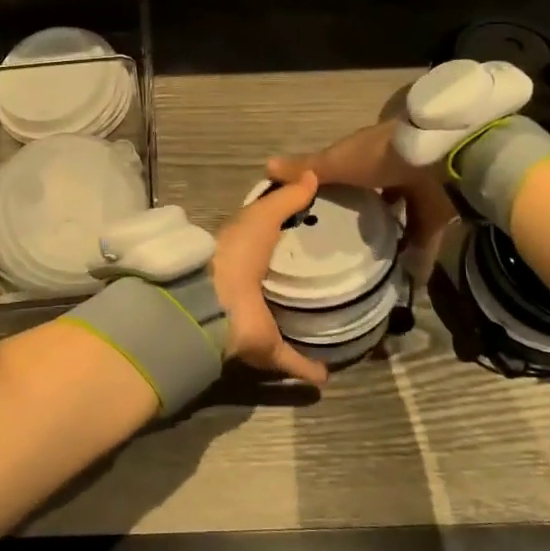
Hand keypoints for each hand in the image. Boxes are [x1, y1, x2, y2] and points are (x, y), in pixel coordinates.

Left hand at [211, 171, 328, 386]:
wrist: (214, 300)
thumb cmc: (236, 252)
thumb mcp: (261, 215)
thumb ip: (286, 198)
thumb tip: (313, 174)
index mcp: (246, 257)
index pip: (270, 247)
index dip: (289, 241)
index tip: (319, 237)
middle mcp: (251, 290)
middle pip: (277, 287)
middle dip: (297, 286)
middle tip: (334, 281)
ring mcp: (258, 321)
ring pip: (284, 325)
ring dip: (302, 328)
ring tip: (334, 325)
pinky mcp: (266, 348)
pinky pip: (290, 361)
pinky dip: (307, 370)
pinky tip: (328, 376)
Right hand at [267, 121, 456, 254]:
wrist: (440, 156)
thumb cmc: (382, 155)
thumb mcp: (338, 162)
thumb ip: (307, 168)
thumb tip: (265, 165)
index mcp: (369, 153)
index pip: (349, 167)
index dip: (337, 184)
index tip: (321, 208)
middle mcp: (394, 169)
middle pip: (377, 193)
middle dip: (364, 214)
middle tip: (343, 242)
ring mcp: (420, 190)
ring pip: (402, 215)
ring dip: (390, 236)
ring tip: (368, 264)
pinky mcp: (440, 212)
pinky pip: (426, 237)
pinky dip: (418, 258)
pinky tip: (405, 280)